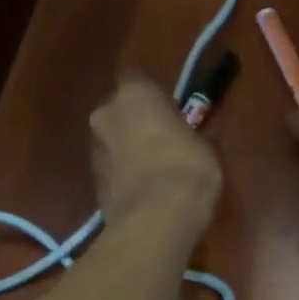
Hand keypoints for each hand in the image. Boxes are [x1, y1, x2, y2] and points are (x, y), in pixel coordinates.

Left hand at [90, 78, 222, 232]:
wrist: (156, 220)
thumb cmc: (188, 170)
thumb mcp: (206, 146)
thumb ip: (191, 132)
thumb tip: (198, 132)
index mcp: (135, 94)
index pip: (138, 79)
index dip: (153, 94)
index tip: (169, 108)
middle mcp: (106, 113)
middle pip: (120, 109)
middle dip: (137, 121)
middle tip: (162, 138)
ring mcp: (94, 147)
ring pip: (113, 139)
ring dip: (129, 148)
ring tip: (155, 169)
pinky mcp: (91, 180)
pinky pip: (112, 167)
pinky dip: (124, 173)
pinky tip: (145, 189)